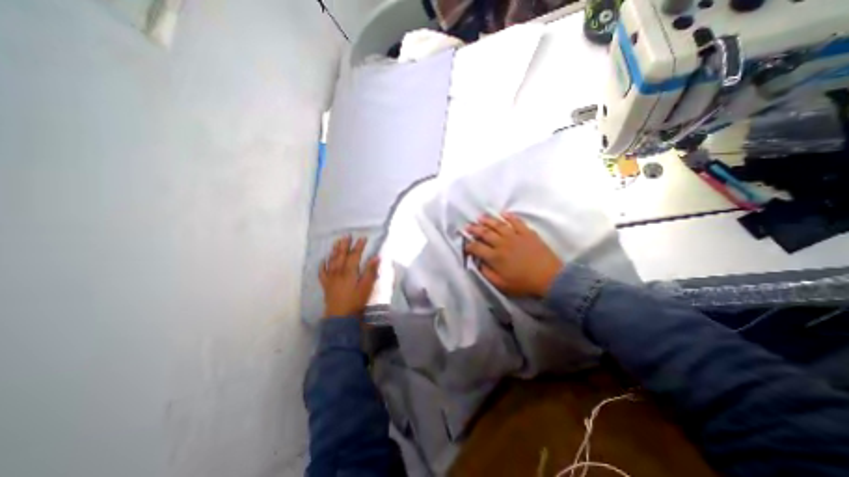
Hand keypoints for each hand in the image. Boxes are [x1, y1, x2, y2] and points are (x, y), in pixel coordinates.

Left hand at [321, 238, 379, 318]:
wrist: (340, 317)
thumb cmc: (356, 302)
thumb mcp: (366, 287)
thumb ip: (371, 271)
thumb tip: (376, 257)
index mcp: (349, 272)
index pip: (354, 255)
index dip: (359, 246)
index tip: (363, 238)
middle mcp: (338, 272)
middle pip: (341, 255)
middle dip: (344, 245)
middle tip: (347, 235)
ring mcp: (330, 278)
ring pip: (331, 261)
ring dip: (334, 251)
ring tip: (336, 242)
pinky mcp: (326, 285)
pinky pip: (322, 272)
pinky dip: (322, 265)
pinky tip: (323, 260)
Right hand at [464, 212, 561, 296]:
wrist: (549, 278)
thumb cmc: (523, 284)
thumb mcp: (501, 285)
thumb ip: (487, 273)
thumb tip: (478, 263)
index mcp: (495, 257)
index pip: (477, 248)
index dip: (469, 246)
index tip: (465, 245)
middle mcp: (502, 244)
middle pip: (485, 233)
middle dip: (474, 229)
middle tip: (468, 226)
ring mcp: (515, 236)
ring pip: (498, 225)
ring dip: (488, 220)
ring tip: (480, 217)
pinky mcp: (527, 233)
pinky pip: (517, 222)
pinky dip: (510, 217)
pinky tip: (504, 214)